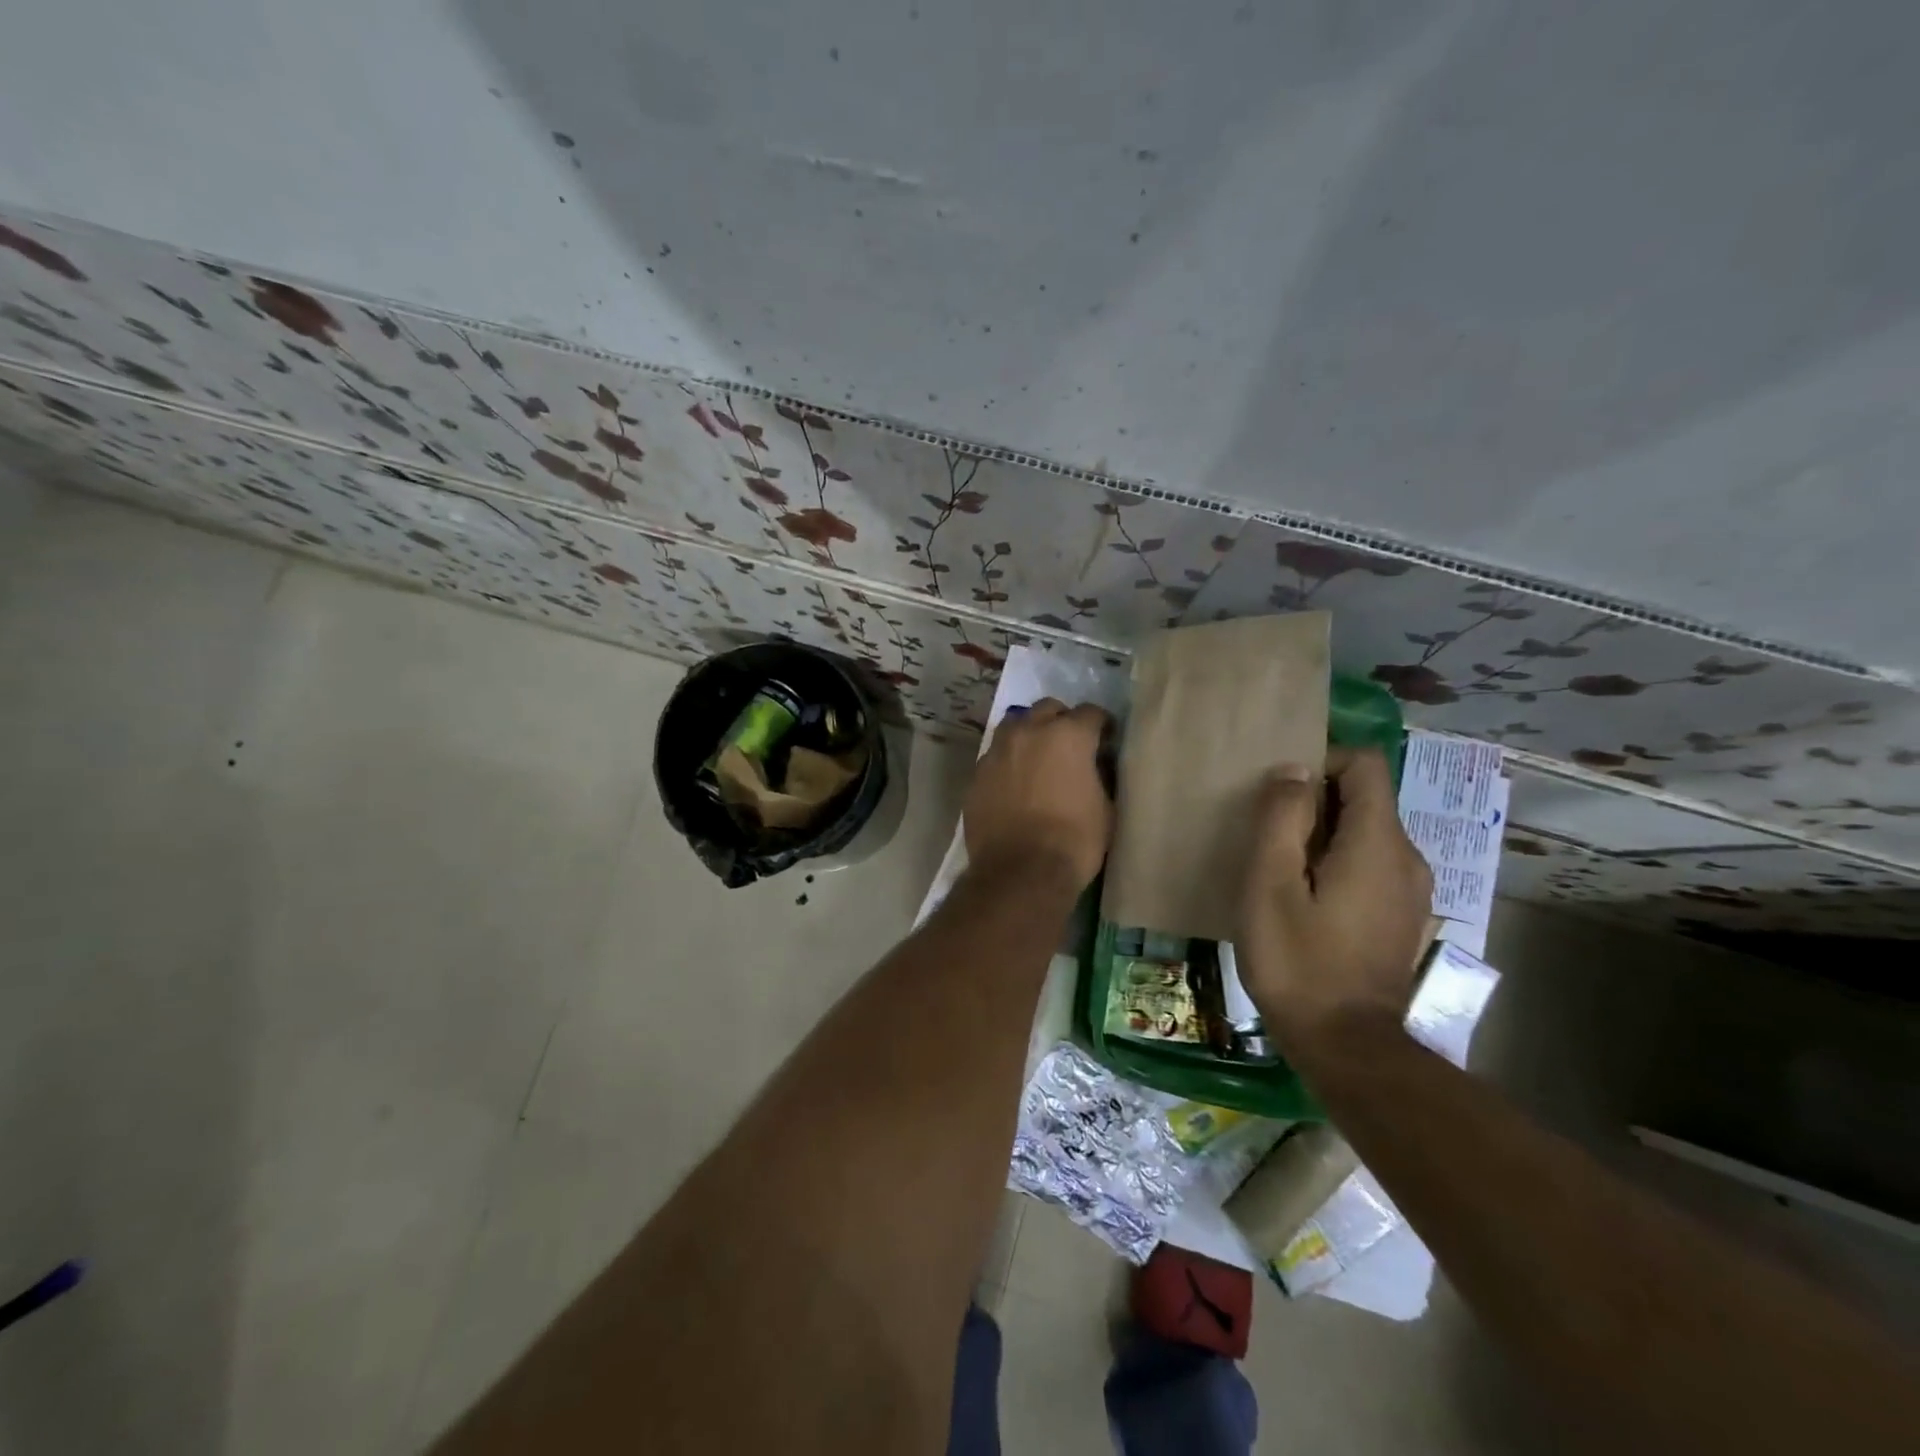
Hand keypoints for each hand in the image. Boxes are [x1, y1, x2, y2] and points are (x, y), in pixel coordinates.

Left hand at [964, 698, 1113, 889]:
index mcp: (1068, 735)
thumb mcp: (1106, 808)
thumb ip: (1100, 776)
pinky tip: (1014, 784)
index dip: (1101, 726)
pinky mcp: (977, 774)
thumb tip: (1094, 766)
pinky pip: (995, 756)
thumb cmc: (1074, 841)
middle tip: (1069, 745)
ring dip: (1029, 734)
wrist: (1020, 872)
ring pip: (1015, 726)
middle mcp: (1029, 732)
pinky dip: (1008, 762)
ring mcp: (997, 751)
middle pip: (1048, 709)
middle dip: (1061, 721)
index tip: (1106, 740)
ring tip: (1037, 757)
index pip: (1090, 713)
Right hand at [1236, 747, 1433, 1053]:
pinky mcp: (1403, 918)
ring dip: (1324, 836)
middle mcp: (1408, 858)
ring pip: (1367, 834)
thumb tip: (1294, 770)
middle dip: (1316, 802)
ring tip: (1281, 870)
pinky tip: (1305, 901)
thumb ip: (1282, 818)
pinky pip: (1371, 866)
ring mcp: (1412, 891)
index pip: (1365, 764)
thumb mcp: (1270, 883)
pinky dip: (1338, 864)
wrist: (1346, 1047)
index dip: (1322, 762)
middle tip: (1268, 836)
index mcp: (1378, 842)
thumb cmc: (1298, 961)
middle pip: (1366, 798)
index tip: (1280, 795)